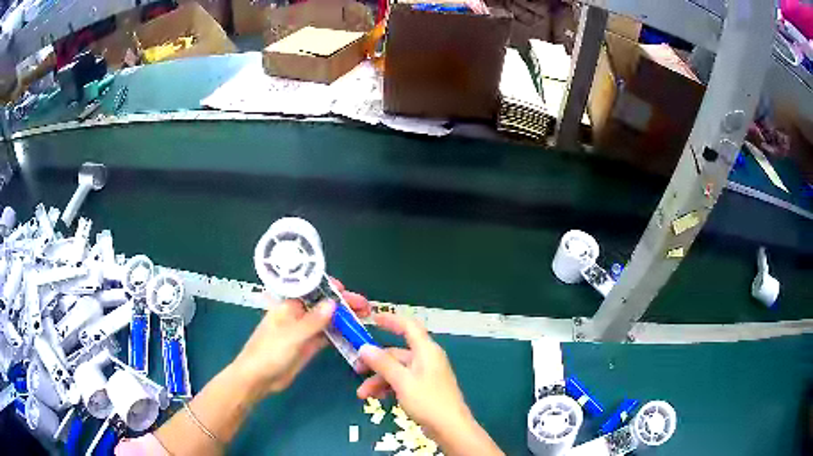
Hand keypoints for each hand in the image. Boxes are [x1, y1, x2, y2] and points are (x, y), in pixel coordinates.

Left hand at [230, 281, 370, 397]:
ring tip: (366, 317)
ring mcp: (304, 331)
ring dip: (345, 318)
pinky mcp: (308, 346)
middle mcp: (298, 315)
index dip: (330, 288)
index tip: (347, 291)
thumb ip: (313, 321)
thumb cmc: (269, 353)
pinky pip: (327, 336)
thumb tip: (333, 302)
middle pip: (323, 304)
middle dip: (343, 303)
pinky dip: (340, 334)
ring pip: (328, 320)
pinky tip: (354, 333)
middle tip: (365, 307)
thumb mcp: (291, 336)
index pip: (311, 289)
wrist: (258, 379)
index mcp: (288, 305)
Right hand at [355, 314, 473, 437]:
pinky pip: (402, 382)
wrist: (450, 428)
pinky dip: (389, 387)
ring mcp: (426, 375)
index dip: (391, 320)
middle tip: (356, 369)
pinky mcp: (424, 390)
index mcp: (426, 351)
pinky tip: (377, 398)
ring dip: (379, 380)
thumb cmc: (428, 401)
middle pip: (397, 353)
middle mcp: (427, 359)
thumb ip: (383, 363)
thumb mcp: (402, 381)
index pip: (409, 327)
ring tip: (363, 394)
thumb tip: (364, 347)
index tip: (372, 319)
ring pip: (397, 370)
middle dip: (376, 362)